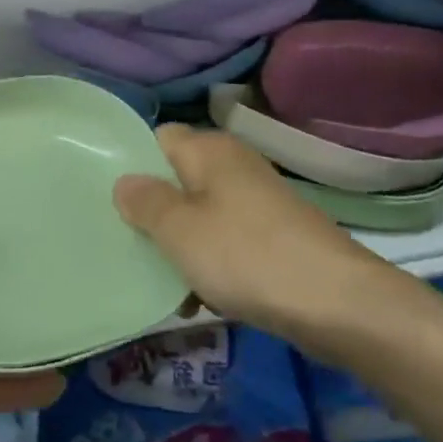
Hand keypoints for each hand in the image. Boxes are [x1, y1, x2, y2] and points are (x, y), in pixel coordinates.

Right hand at [114, 124, 404, 349]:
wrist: (336, 303)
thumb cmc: (245, 255)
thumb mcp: (179, 229)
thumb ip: (144, 202)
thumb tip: (124, 181)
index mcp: (209, 150)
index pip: (158, 139)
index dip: (132, 164)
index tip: (107, 199)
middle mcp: (234, 166)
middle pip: (178, 180)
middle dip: (152, 213)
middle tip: (125, 244)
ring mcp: (257, 202)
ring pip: (201, 216)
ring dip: (180, 246)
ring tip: (159, 282)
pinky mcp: (274, 236)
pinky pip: (227, 242)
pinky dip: (210, 264)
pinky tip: (199, 300)